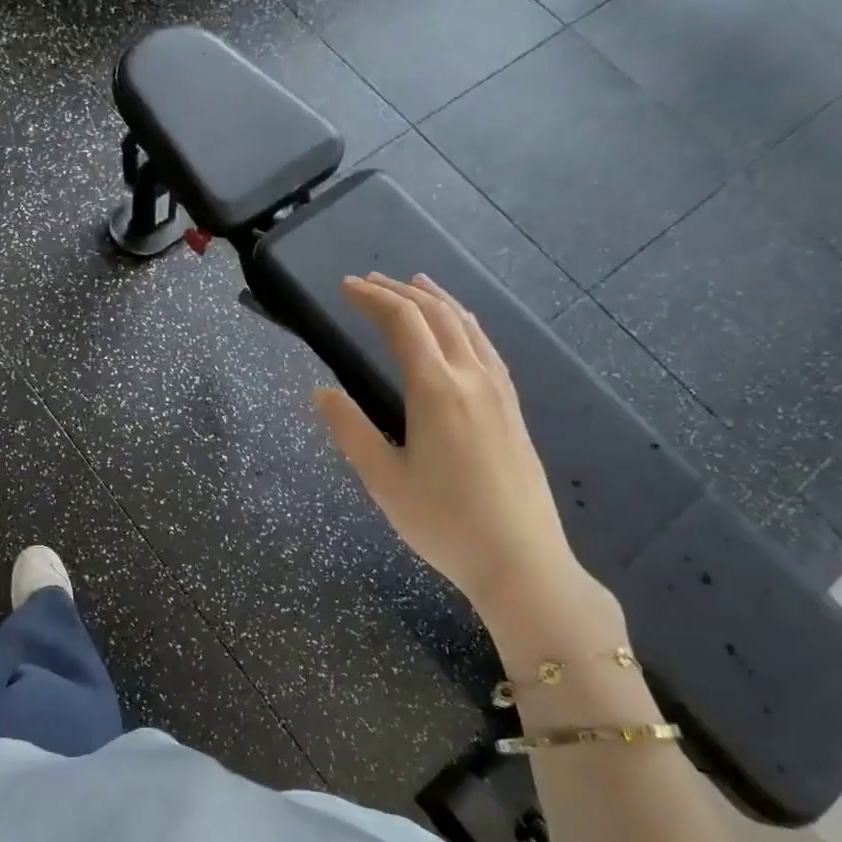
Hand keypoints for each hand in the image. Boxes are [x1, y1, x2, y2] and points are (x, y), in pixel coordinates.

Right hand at [314, 274, 616, 649]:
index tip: (345, 287)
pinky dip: (464, 323)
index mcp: (436, 390)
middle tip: (369, 281)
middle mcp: (472, 378)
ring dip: (437, 299)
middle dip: (400, 291)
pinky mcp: (513, 408)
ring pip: (468, 325)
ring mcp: (499, 391)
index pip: (403, 323)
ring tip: (415, 283)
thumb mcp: (383, 481)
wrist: (520, 560)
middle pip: (436, 314)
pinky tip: (460, 330)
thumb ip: (350, 430)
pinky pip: (486, 346)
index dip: (372, 298)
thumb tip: (320, 393)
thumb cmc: (443, 523)